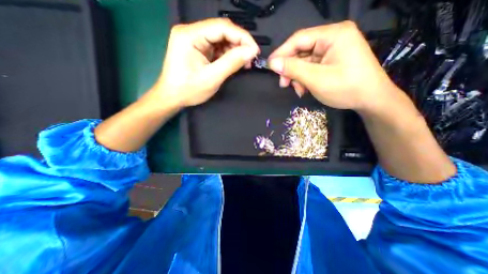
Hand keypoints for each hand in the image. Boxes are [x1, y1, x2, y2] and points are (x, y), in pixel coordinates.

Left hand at [153, 18, 260, 106]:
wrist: (172, 98)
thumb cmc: (189, 90)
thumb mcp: (212, 78)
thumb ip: (232, 63)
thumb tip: (251, 52)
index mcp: (190, 35)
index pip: (222, 27)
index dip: (242, 37)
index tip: (255, 51)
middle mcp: (191, 32)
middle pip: (222, 31)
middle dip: (239, 44)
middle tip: (251, 59)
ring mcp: (194, 40)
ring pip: (221, 39)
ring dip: (235, 50)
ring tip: (244, 63)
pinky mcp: (198, 48)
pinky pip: (217, 48)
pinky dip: (228, 55)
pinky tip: (234, 63)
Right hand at [268, 20, 402, 111]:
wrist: (370, 100)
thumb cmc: (346, 88)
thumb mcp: (316, 79)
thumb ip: (293, 69)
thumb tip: (273, 63)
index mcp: (333, 35)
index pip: (299, 39)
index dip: (281, 53)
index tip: (270, 66)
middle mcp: (332, 38)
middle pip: (301, 51)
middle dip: (290, 69)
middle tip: (284, 84)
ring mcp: (332, 50)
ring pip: (304, 61)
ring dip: (297, 77)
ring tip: (298, 90)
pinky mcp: (331, 61)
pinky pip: (311, 68)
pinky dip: (304, 79)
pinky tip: (304, 89)